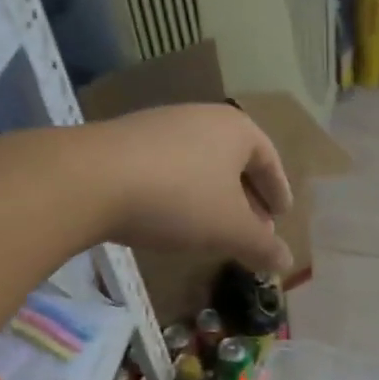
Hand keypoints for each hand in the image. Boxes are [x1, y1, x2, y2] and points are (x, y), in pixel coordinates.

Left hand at [82, 104, 293, 273]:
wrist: (91, 180)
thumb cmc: (179, 199)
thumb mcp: (229, 229)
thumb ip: (262, 246)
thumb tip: (287, 262)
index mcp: (236, 129)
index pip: (269, 159)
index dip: (278, 191)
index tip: (281, 216)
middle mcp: (202, 117)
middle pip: (235, 160)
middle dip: (247, 198)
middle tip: (252, 229)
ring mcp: (162, 124)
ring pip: (202, 163)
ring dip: (214, 196)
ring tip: (213, 228)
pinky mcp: (128, 139)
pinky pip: (170, 166)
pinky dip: (182, 191)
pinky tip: (172, 217)